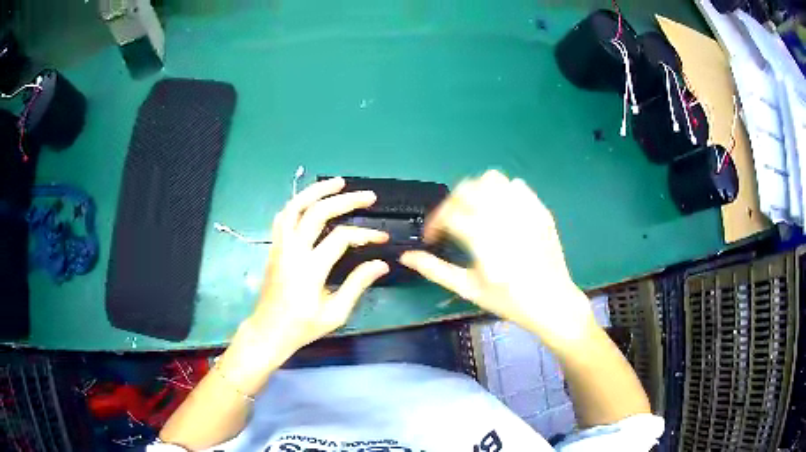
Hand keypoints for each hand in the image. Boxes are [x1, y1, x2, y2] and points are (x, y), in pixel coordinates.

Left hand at [225, 177, 389, 384]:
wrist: (268, 331)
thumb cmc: (303, 326)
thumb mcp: (335, 313)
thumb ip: (357, 285)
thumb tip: (380, 264)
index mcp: (309, 269)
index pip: (341, 238)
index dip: (365, 234)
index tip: (382, 238)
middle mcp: (292, 251)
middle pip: (317, 213)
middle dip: (345, 200)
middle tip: (368, 196)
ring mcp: (280, 246)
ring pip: (294, 207)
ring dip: (316, 191)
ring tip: (338, 183)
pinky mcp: (274, 247)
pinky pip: (283, 217)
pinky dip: (297, 203)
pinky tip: (310, 201)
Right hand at [400, 170, 595, 347]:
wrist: (552, 303)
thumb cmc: (509, 300)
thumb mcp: (469, 289)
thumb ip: (435, 270)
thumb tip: (406, 257)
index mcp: (483, 238)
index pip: (448, 214)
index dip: (434, 224)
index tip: (432, 238)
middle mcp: (502, 216)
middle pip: (466, 189)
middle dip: (451, 203)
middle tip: (451, 224)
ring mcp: (524, 210)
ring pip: (492, 179)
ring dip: (477, 191)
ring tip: (476, 212)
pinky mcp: (539, 210)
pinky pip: (517, 185)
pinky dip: (503, 192)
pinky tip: (502, 211)